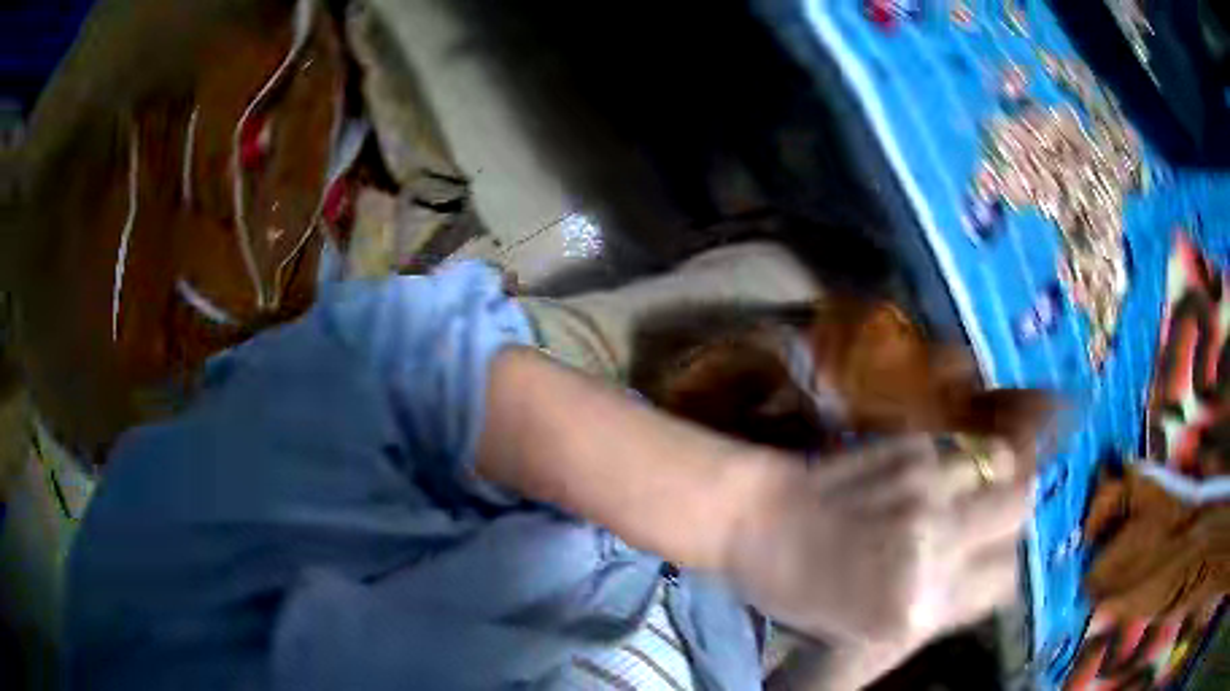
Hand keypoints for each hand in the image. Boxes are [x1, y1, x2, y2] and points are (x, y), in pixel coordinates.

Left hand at [730, 435, 1029, 679]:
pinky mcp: (910, 445)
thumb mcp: (866, 633)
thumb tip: (982, 587)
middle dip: (1006, 518)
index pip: (1006, 579)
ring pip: (1000, 464)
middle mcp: (936, 541)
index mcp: (919, 605)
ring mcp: (926, 485)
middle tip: (981, 526)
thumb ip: (932, 614)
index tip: (981, 569)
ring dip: (986, 480)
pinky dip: (953, 462)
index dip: (997, 572)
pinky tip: (924, 477)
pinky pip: (957, 448)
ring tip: (959, 493)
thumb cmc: (802, 591)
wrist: (756, 522)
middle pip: (1019, 506)